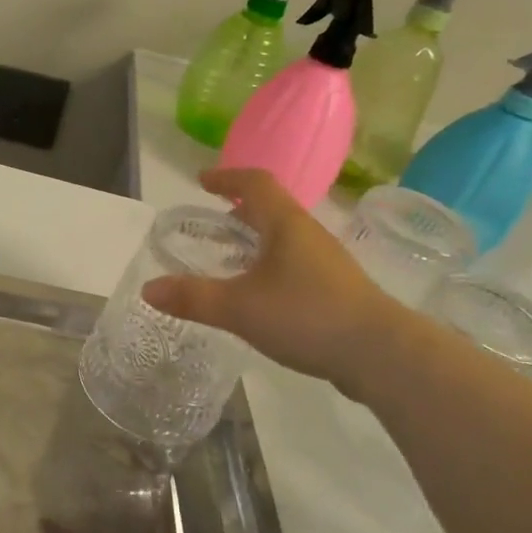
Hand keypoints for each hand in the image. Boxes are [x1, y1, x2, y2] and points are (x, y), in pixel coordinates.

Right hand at [141, 168, 402, 395]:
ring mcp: (327, 263)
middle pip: (272, 208)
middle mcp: (308, 235)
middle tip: (213, 220)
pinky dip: (270, 265)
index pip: (255, 183)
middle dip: (240, 209)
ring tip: (231, 257)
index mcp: (286, 224)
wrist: (383, 354)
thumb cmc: (307, 316)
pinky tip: (260, 294)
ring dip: (257, 238)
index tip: (202, 180)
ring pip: (285, 238)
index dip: (227, 177)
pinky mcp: (337, 290)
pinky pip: (295, 264)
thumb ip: (193, 297)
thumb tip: (148, 288)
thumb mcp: (239, 307)